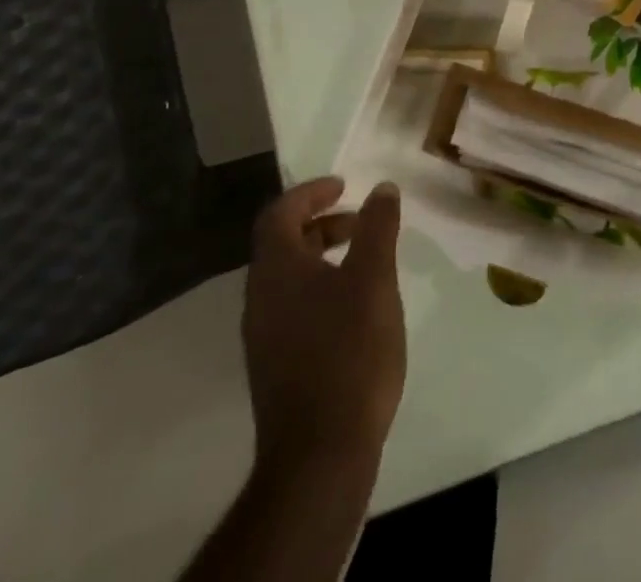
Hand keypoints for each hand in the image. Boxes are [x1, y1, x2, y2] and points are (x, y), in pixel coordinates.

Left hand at [243, 177, 406, 474]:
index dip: (310, 192)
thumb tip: (381, 188)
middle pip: (282, 242)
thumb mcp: (374, 279)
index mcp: (276, 269)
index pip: (280, 213)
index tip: (343, 185)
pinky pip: (293, 305)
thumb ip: (377, 228)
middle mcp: (260, 297)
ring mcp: (264, 335)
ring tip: (365, 260)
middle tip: (360, 220)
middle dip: (321, 222)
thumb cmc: (349, 352)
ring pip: (289, 276)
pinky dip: (320, 286)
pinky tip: (355, 307)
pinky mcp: (276, 364)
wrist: (320, 455)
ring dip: (323, 255)